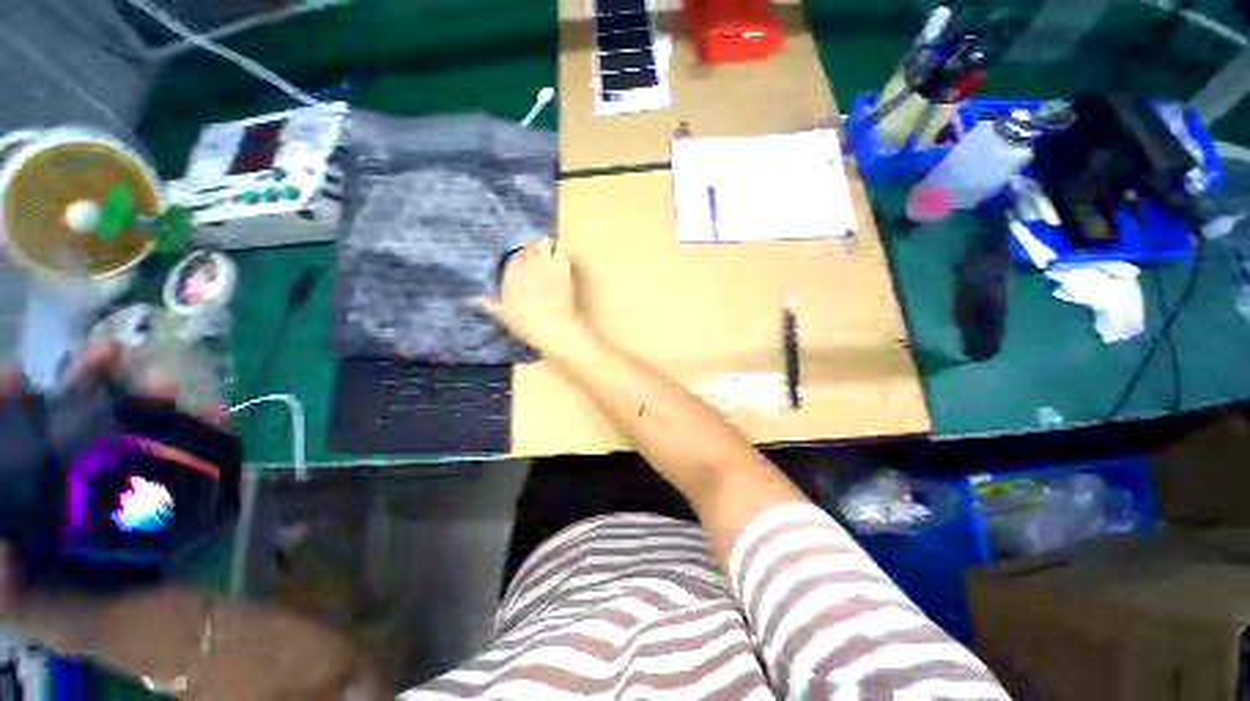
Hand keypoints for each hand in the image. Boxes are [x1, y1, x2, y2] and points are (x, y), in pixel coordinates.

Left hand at [0, 341, 226, 623]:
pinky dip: (200, 426)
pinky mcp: (170, 486)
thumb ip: (17, 596)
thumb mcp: (54, 616)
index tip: (20, 379)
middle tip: (109, 355)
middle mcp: (78, 482)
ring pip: (132, 425)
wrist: (174, 625)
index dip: (13, 409)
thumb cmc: (105, 620)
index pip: (19, 448)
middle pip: (76, 420)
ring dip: (148, 399)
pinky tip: (215, 414)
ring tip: (167, 385)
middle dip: (89, 383)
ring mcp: (128, 482)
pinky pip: (184, 447)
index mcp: (40, 506)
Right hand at [480, 237, 589, 352]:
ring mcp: (545, 266)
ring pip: (542, 246)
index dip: (517, 260)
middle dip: (530, 249)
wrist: (553, 328)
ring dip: (543, 246)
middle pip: (527, 249)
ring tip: (545, 249)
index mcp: (511, 276)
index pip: (512, 259)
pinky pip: (560, 253)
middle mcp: (526, 267)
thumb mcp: (504, 316)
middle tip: (533, 252)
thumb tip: (480, 299)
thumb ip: (492, 305)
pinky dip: (558, 252)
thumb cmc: (526, 325)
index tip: (520, 262)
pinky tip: (558, 255)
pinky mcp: (562, 270)